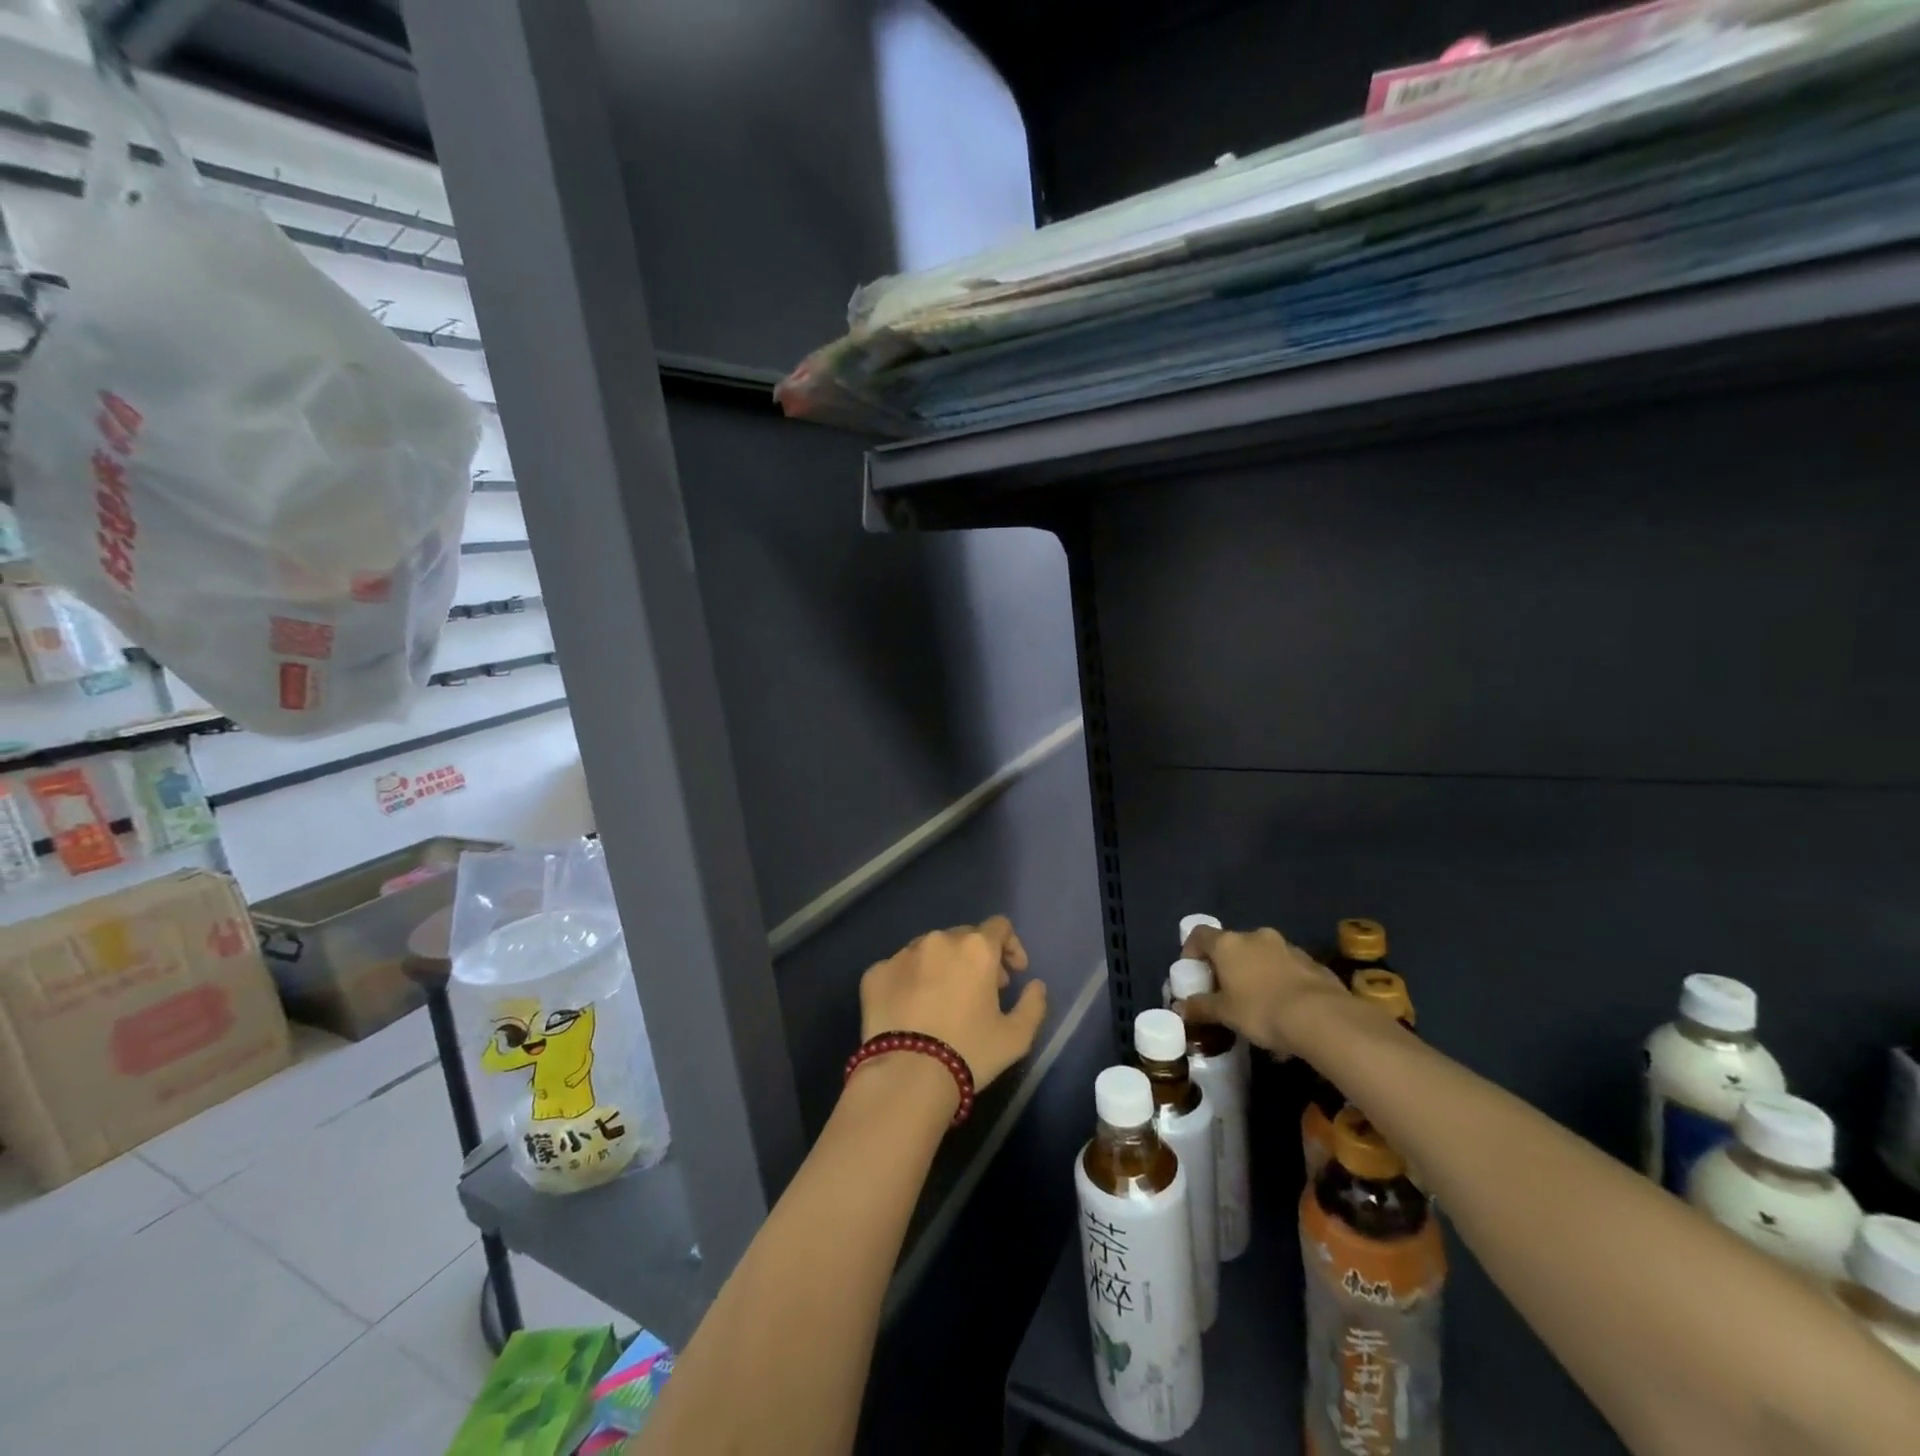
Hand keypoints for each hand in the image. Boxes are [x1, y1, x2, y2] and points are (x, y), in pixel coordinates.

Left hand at [859, 916, 1047, 1090]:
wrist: (906, 1076)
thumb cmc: (969, 1052)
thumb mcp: (1016, 1037)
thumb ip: (1033, 1004)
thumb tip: (1035, 986)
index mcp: (976, 948)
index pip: (999, 927)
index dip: (1010, 947)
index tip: (1013, 974)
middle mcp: (938, 940)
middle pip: (963, 937)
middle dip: (976, 958)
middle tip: (980, 991)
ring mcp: (902, 954)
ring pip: (929, 950)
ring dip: (942, 966)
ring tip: (943, 1000)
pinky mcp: (875, 973)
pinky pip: (899, 969)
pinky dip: (910, 981)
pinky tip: (912, 1010)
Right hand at [1177, 923, 1343, 1058]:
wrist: (1322, 1018)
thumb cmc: (1261, 1010)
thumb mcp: (1225, 1014)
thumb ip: (1201, 1007)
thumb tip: (1179, 1008)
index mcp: (1229, 944)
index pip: (1200, 934)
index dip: (1191, 949)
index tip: (1192, 970)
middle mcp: (1256, 937)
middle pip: (1233, 945)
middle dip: (1227, 965)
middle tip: (1225, 991)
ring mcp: (1287, 947)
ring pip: (1263, 957)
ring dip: (1256, 974)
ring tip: (1258, 1006)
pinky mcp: (1313, 963)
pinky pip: (1288, 970)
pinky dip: (1281, 984)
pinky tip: (1285, 1012)